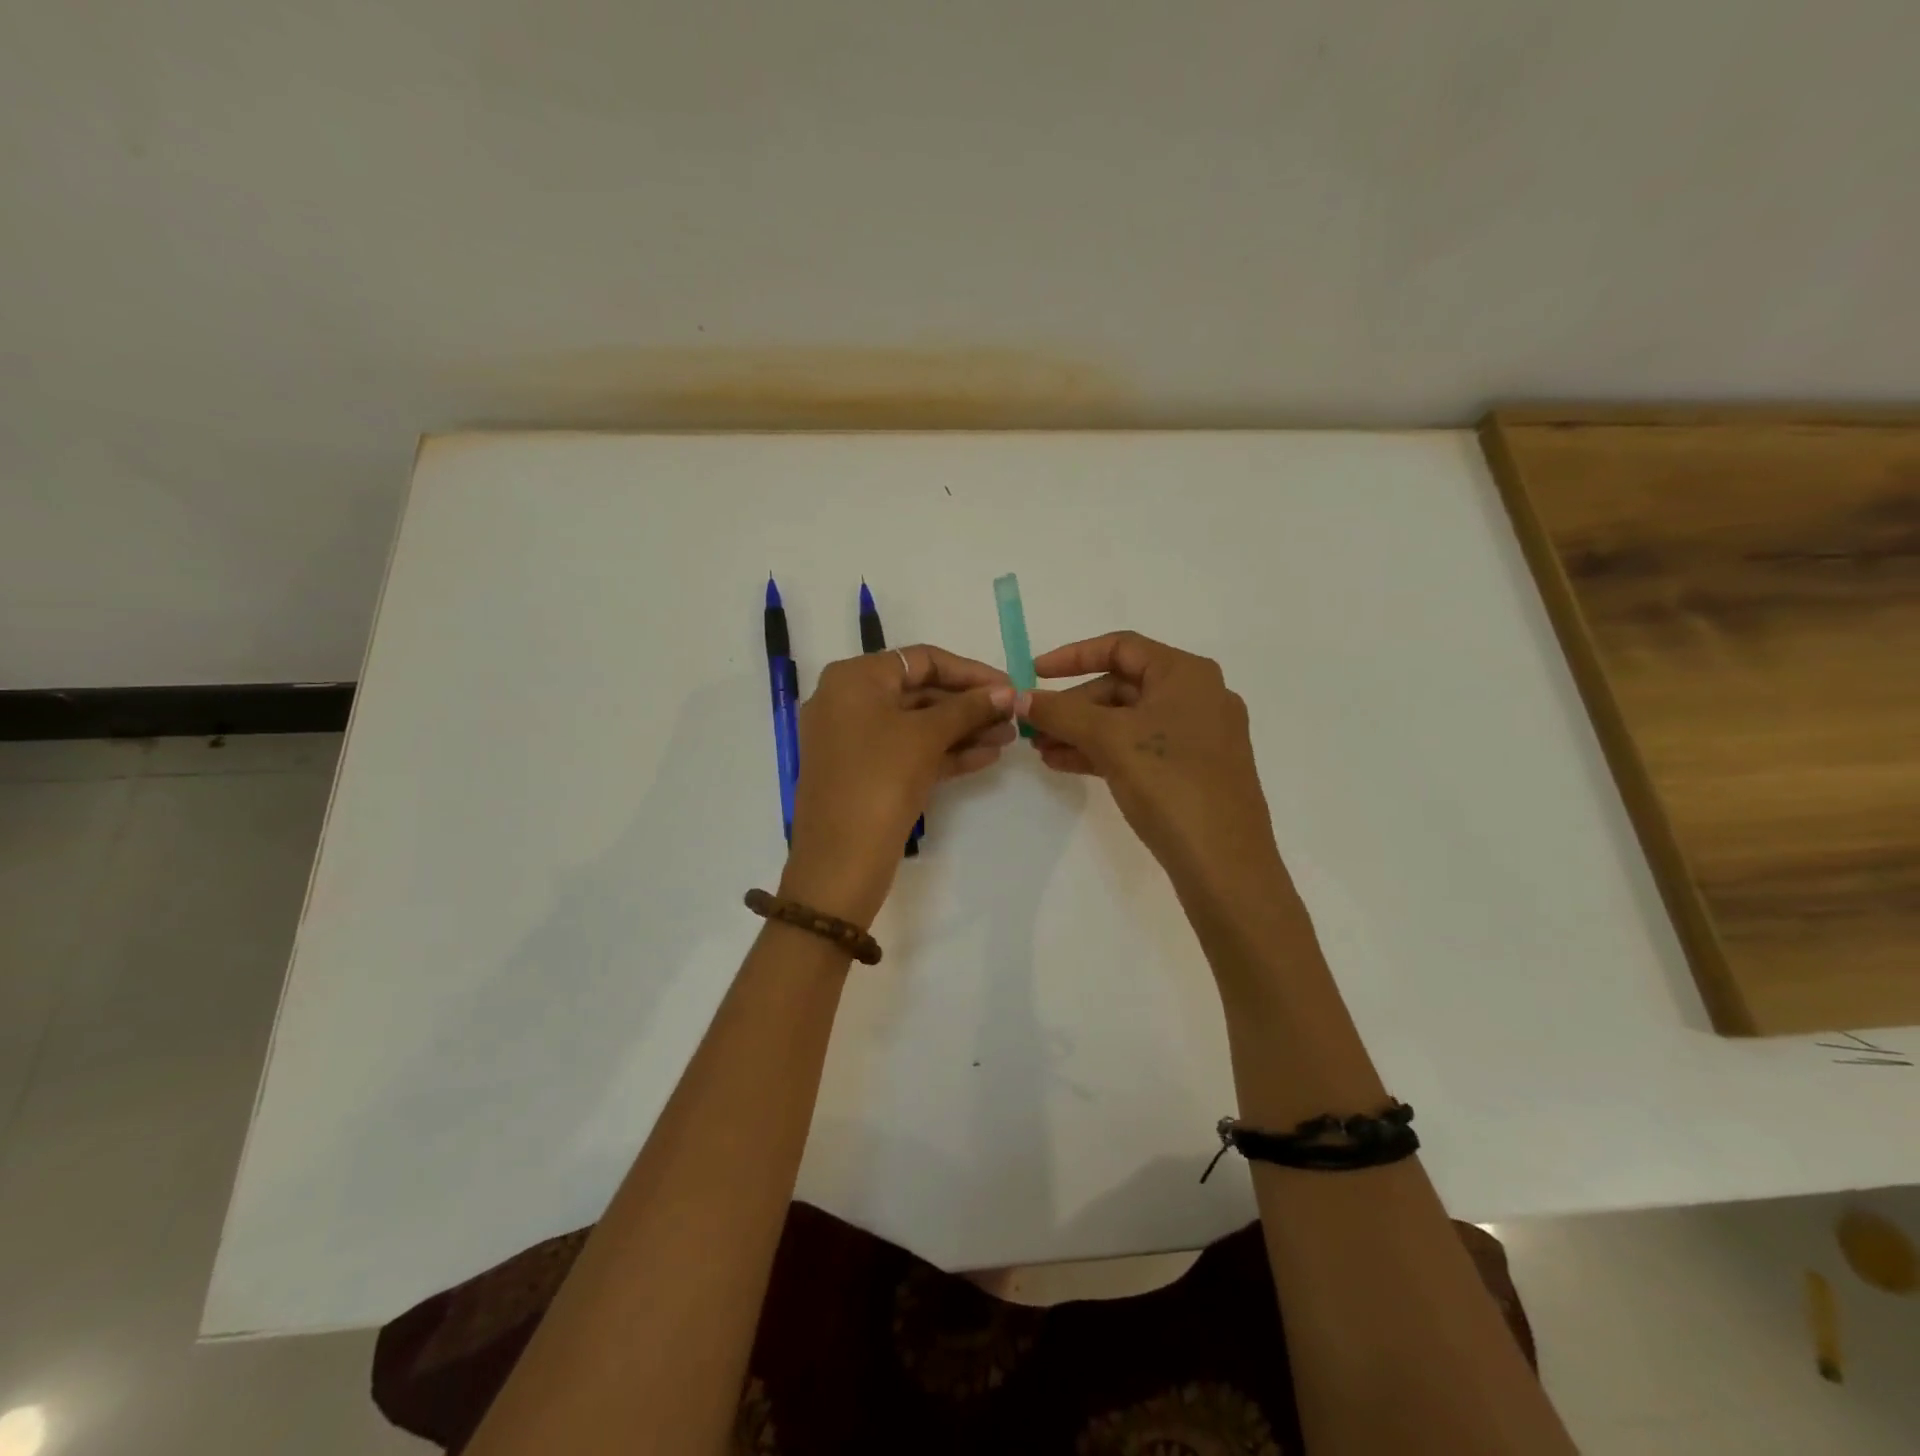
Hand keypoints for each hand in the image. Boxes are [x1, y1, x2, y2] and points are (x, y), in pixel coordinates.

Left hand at [781, 645, 1015, 925]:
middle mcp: (849, 701)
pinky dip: (944, 752)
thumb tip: (1007, 691)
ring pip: (917, 725)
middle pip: (920, 691)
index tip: (1009, 687)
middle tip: (1013, 716)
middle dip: (969, 705)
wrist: (839, 862)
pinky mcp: (865, 772)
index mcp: (854, 679)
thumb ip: (969, 708)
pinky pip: (909, 751)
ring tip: (1009, 739)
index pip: (921, 659)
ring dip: (963, 730)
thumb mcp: (926, 737)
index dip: (970, 671)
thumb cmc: (880, 780)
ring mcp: (854, 740)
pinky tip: (986, 756)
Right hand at [1019, 631, 1282, 890]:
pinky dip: (1102, 751)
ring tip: (1040, 749)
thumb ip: (1061, 712)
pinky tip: (1064, 764)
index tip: (1034, 674)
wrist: (1223, 862)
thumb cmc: (1169, 782)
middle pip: (1122, 686)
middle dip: (1073, 706)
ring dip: (1081, 731)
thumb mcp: (1109, 740)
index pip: (1121, 647)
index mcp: (1186, 674)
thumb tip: (1018, 698)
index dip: (1072, 657)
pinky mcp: (1192, 770)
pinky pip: (1139, 747)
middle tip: (1033, 726)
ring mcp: (1198, 736)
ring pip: (1127, 721)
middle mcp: (1197, 696)